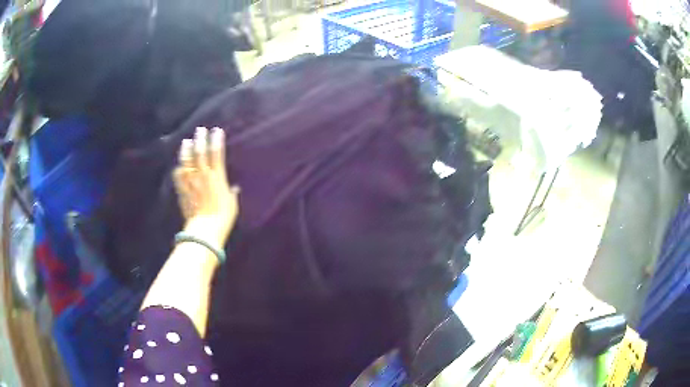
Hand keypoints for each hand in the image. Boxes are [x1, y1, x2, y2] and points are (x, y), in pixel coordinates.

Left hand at [173, 127, 238, 247]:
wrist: (205, 228)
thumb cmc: (222, 217)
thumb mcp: (232, 204)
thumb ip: (232, 193)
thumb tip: (235, 188)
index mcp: (217, 177)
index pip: (217, 153)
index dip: (216, 140)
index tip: (217, 131)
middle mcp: (203, 176)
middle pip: (200, 153)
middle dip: (200, 139)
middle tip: (200, 130)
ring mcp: (191, 182)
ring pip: (187, 161)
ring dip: (186, 150)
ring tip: (186, 142)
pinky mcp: (183, 191)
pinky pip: (178, 176)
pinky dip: (178, 170)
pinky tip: (179, 167)